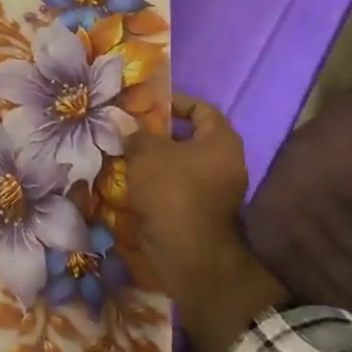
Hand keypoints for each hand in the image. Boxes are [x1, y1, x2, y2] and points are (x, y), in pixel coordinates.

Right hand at [124, 95, 249, 278]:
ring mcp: (219, 190)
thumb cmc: (171, 189)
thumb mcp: (146, 152)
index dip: (174, 102)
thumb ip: (135, 132)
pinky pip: (181, 185)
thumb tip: (123, 121)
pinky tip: (135, 180)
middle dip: (161, 133)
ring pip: (184, 164)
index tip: (147, 104)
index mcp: (222, 141)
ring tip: (128, 154)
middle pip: (193, 137)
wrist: (186, 250)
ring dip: (158, 159)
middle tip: (132, 129)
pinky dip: (160, 181)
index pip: (202, 108)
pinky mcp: (205, 211)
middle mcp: (227, 162)